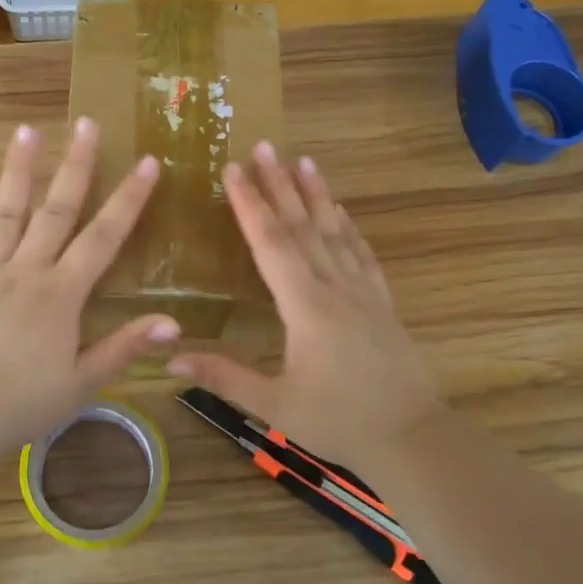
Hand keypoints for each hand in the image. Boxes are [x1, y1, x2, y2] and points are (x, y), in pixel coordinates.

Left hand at [0, 119, 179, 456]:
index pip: (103, 237)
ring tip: (29, 129)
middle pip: (56, 209)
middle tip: (87, 122)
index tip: (147, 162)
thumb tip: (174, 322)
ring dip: (20, 168)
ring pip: (7, 211)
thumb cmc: (23, 403)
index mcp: (62, 294)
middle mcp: (27, 270)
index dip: (128, 199)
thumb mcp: (83, 382)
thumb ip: (125, 347)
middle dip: (76, 164)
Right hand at [168, 141, 442, 475]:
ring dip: (316, 194)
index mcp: (305, 307)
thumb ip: (224, 376)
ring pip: (335, 231)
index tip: (232, 170)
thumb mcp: (274, 404)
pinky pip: (362, 253)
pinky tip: (342, 210)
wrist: (413, 437)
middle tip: (263, 146)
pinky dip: (349, 226)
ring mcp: (363, 291)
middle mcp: (334, 287)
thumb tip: (169, 358)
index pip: (272, 243)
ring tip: (302, 160)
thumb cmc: (338, 422)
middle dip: (279, 184)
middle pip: (303, 226)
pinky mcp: (382, 302)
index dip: (250, 204)